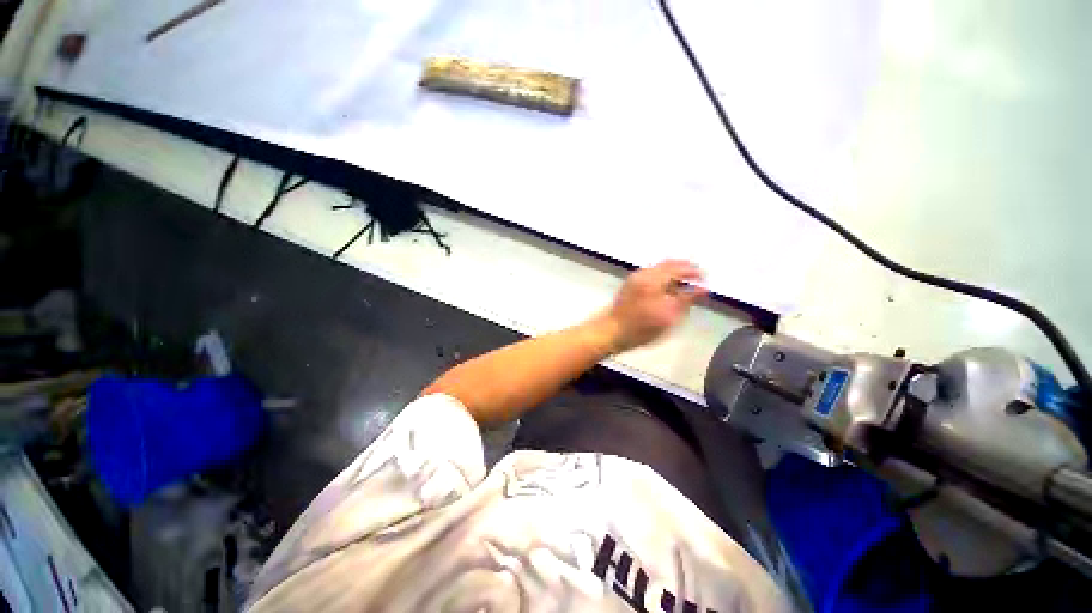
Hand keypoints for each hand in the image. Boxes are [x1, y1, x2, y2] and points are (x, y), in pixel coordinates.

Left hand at [598, 259, 706, 352]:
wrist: (611, 331)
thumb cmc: (641, 327)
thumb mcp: (668, 317)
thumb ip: (687, 299)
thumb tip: (703, 288)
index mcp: (653, 278)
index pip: (679, 267)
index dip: (694, 272)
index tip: (706, 279)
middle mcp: (644, 273)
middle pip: (669, 264)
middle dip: (685, 269)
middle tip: (698, 279)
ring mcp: (635, 277)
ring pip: (660, 268)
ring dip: (674, 272)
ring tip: (686, 284)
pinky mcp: (630, 283)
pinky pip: (652, 273)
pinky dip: (664, 276)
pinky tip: (669, 288)